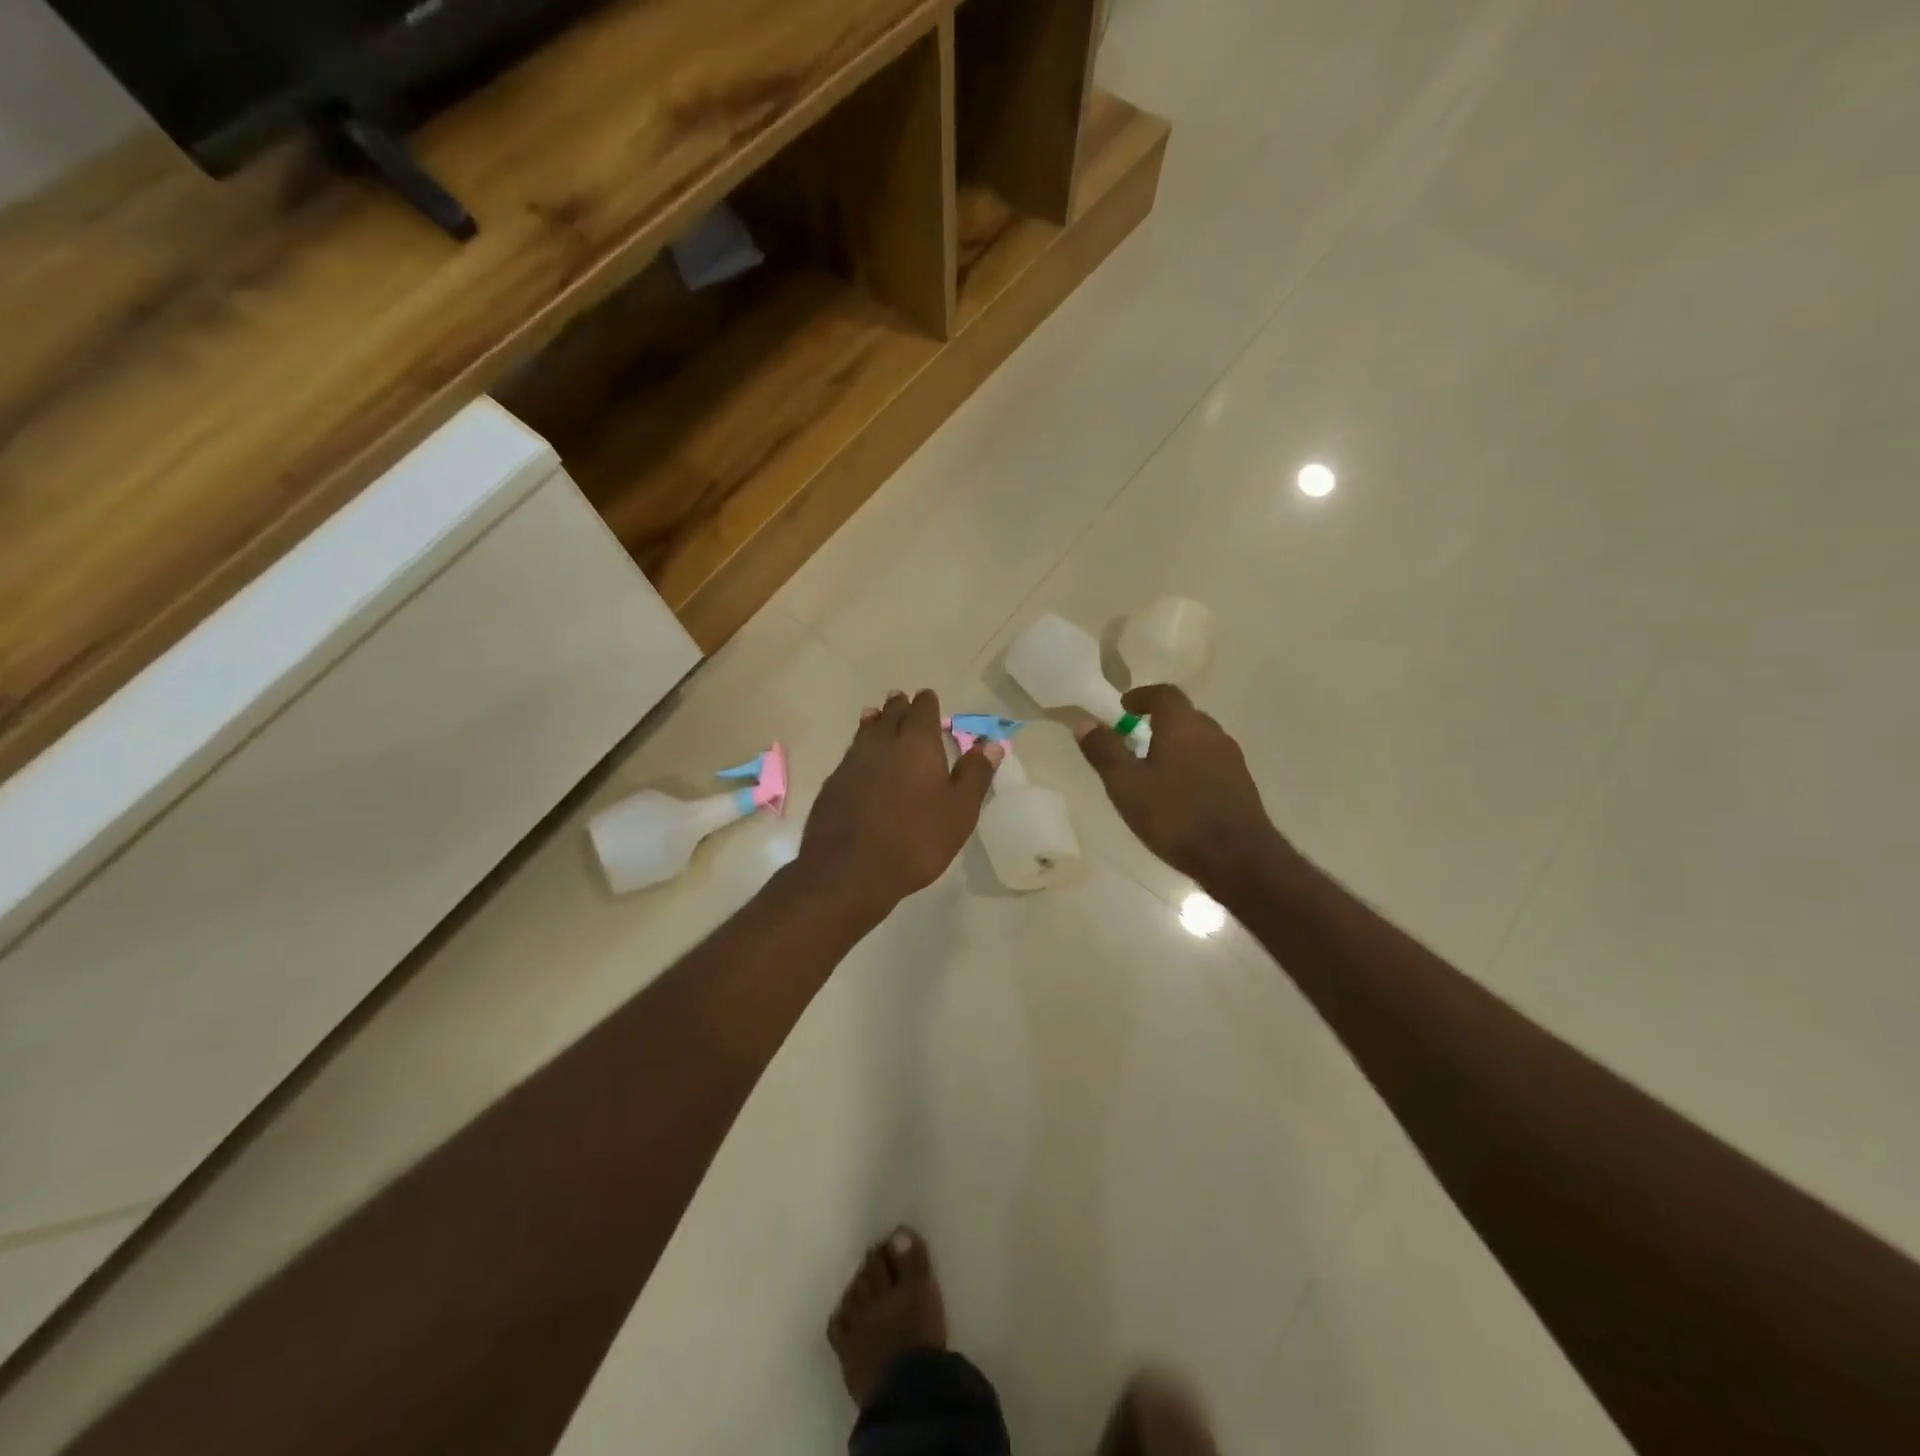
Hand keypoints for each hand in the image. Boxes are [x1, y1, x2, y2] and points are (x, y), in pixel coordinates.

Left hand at [797, 690, 1001, 913]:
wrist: (850, 870)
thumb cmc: (916, 839)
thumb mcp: (959, 810)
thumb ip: (975, 774)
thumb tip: (992, 744)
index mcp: (917, 743)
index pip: (923, 709)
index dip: (927, 703)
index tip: (929, 699)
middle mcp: (882, 743)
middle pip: (891, 714)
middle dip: (899, 707)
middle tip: (903, 702)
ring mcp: (852, 762)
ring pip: (866, 730)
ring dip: (875, 722)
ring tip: (877, 716)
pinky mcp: (833, 783)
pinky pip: (850, 754)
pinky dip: (859, 749)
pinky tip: (860, 760)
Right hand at [1075, 684, 1286, 895]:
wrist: (1237, 857)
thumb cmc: (1174, 815)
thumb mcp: (1126, 785)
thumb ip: (1104, 751)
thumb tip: (1085, 723)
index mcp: (1183, 725)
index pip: (1164, 693)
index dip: (1142, 696)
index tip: (1124, 707)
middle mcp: (1212, 733)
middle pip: (1184, 715)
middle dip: (1158, 721)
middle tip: (1134, 737)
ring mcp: (1231, 759)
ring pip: (1199, 740)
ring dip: (1176, 745)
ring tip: (1153, 767)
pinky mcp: (1241, 784)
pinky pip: (1210, 763)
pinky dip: (1191, 766)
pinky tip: (1178, 793)